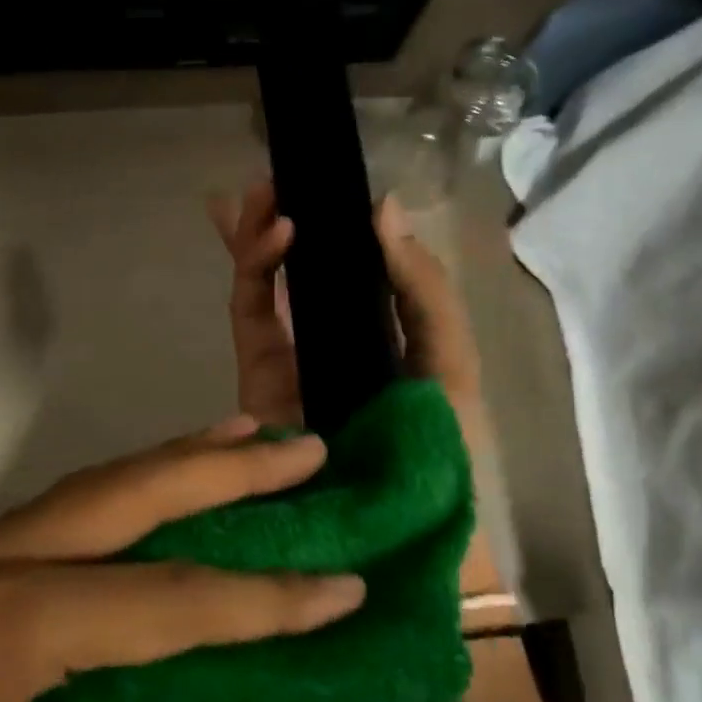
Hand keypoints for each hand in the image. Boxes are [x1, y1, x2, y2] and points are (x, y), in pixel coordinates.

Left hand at [0, 425, 361, 701]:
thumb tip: (136, 668)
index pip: (158, 600)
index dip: (260, 597)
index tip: (342, 584)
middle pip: (116, 502)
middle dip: (219, 470)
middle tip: (300, 445)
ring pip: (77, 500)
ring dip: (166, 471)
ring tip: (244, 440)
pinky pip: (41, 534)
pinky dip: (113, 513)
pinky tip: (156, 498)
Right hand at [210, 184, 482, 424]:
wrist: (397, 523)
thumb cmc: (440, 444)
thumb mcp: (451, 359)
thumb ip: (424, 288)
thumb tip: (385, 208)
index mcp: (382, 330)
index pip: (351, 266)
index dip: (335, 224)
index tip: (326, 182)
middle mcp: (333, 336)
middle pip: (298, 269)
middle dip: (281, 222)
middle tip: (275, 178)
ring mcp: (291, 355)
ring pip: (266, 284)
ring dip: (261, 235)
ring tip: (262, 193)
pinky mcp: (259, 375)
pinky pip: (251, 314)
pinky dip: (256, 273)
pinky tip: (275, 236)